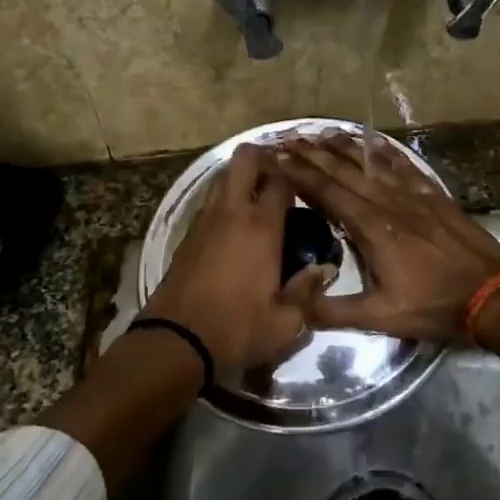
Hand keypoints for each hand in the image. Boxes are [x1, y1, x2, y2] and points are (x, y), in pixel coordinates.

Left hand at [142, 144, 333, 374]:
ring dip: (241, 179)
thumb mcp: (286, 321)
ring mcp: (204, 220)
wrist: (176, 341)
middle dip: (263, 158)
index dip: (294, 176)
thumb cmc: (237, 329)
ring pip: (223, 178)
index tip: (305, 185)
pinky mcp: (187, 235)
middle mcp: (232, 212)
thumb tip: (323, 270)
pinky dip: (225, 202)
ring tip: (259, 202)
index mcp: (261, 226)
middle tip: (279, 179)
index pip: (280, 180)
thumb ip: (308, 291)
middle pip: (244, 159)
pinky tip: (236, 226)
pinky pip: (210, 203)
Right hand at [272, 134, 499, 343]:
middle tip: (289, 138)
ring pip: (372, 163)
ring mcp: (413, 195)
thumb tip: (294, 303)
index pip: (326, 193)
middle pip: (344, 171)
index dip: (300, 174)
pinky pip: (404, 165)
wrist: (491, 293)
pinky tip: (372, 140)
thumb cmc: (433, 305)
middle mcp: (387, 202)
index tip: (277, 157)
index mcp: (371, 227)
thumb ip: (334, 311)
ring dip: (344, 146)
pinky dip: (384, 150)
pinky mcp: (433, 195)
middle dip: (313, 154)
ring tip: (321, 132)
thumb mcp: (380, 317)